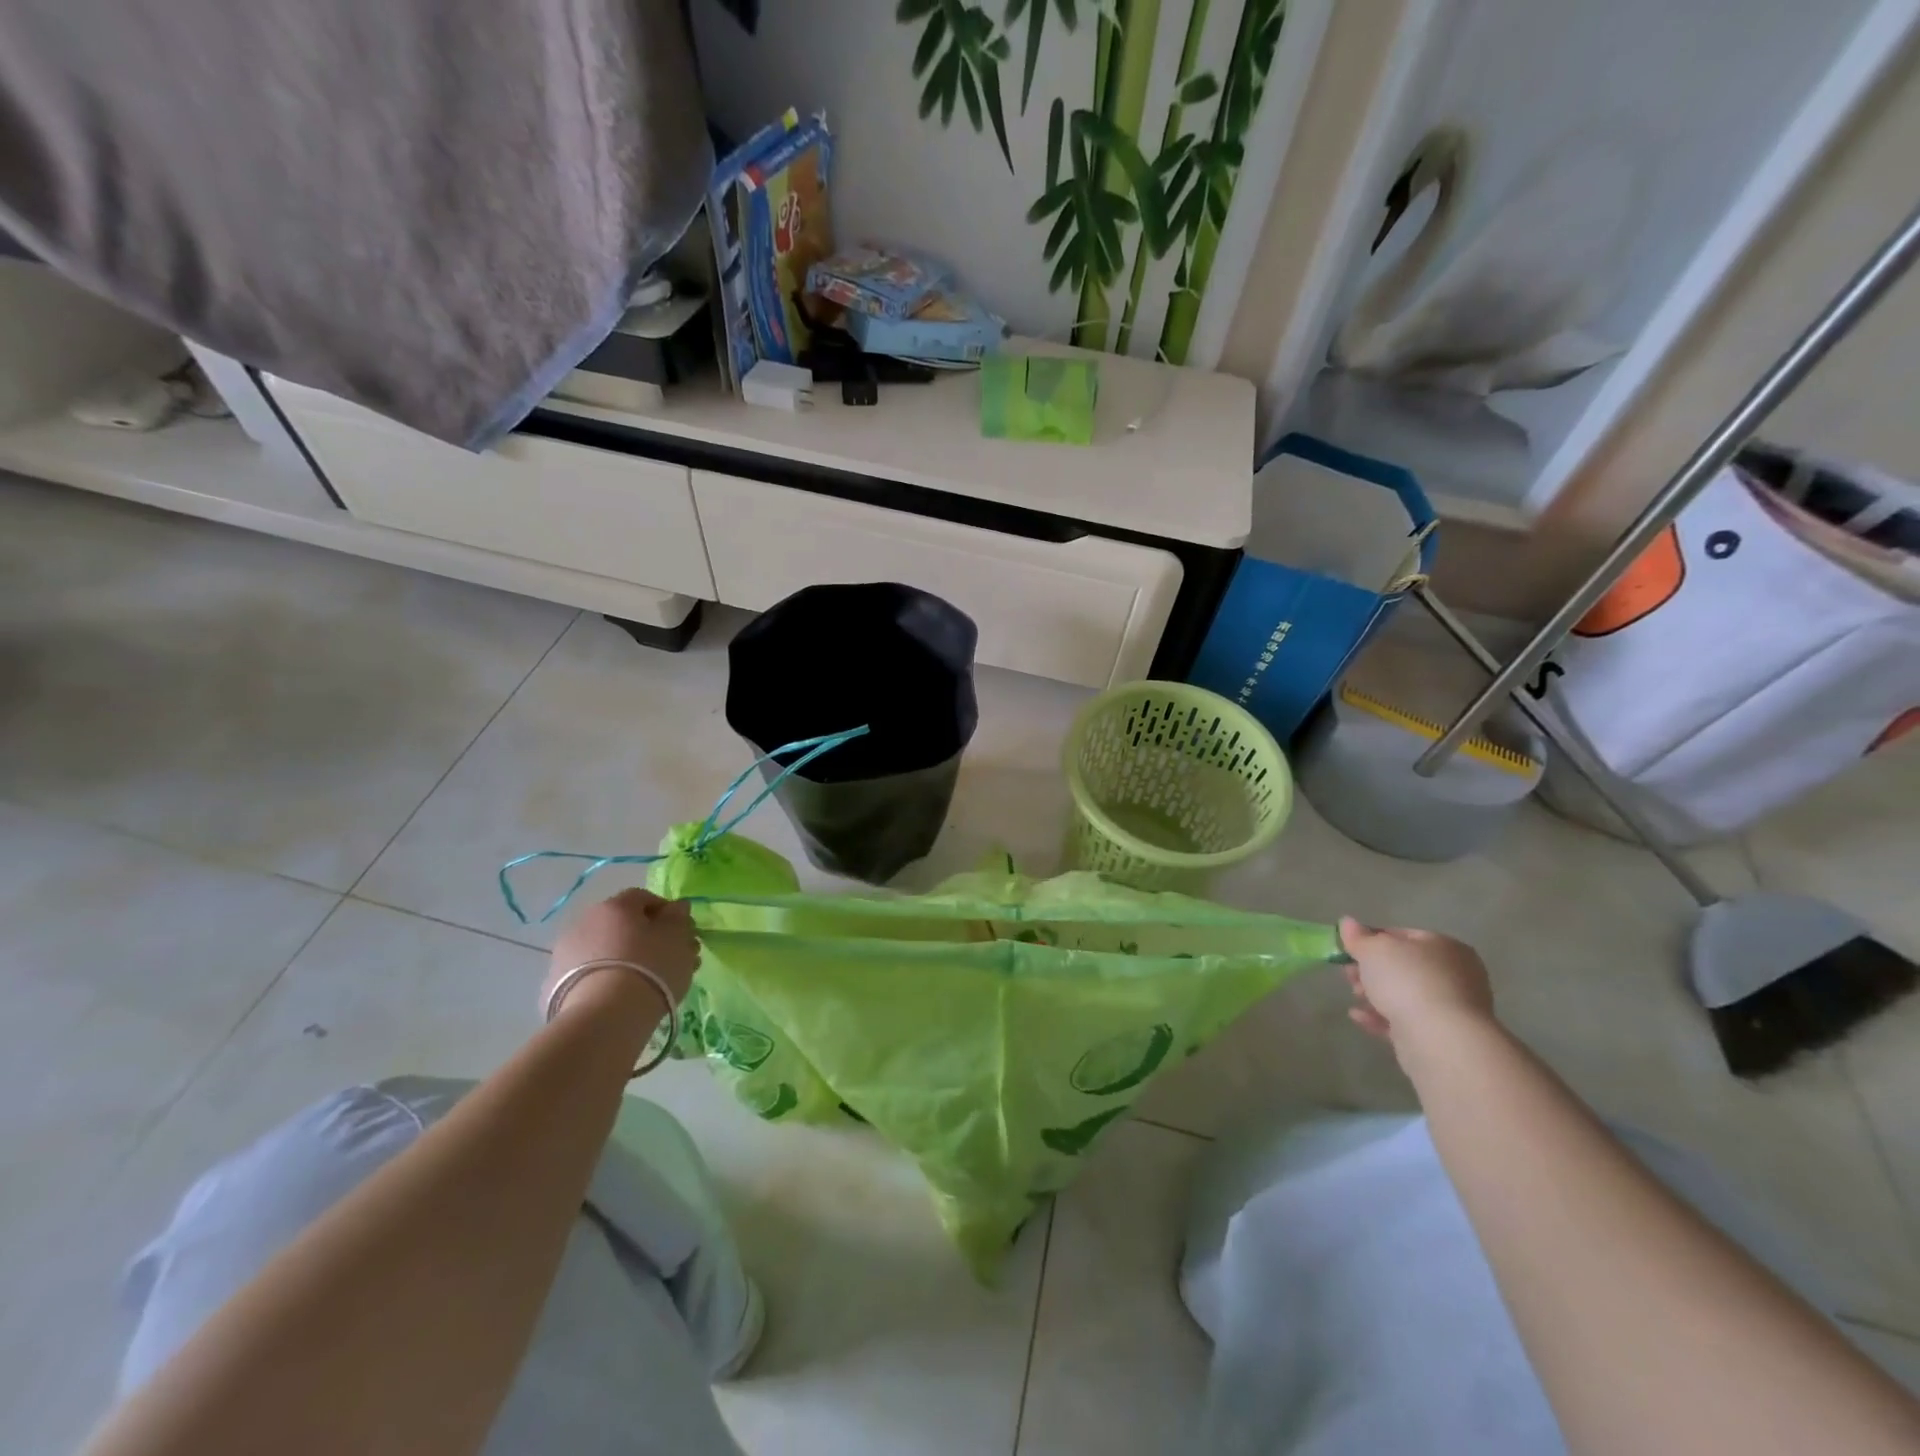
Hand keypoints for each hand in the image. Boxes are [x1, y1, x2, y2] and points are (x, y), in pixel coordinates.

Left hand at [543, 888, 700, 1019]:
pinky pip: (591, 975)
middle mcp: (585, 922)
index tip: (682, 934)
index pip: (644, 898)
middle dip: (649, 939)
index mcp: (615, 905)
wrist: (604, 1018)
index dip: (667, 913)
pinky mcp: (554, 986)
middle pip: (623, 925)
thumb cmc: (650, 967)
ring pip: (606, 950)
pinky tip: (623, 999)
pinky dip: (607, 980)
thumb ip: (678, 917)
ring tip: (649, 984)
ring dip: (628, 960)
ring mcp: (565, 954)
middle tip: (671, 961)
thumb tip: (676, 908)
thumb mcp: (677, 937)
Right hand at [1340, 917, 1494, 1054]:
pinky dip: (1381, 1016)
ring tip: (1354, 996)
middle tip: (1348, 974)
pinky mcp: (1442, 1036)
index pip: (1403, 936)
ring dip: (1374, 993)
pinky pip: (1406, 1020)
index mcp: (1445, 946)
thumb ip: (1357, 936)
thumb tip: (1347, 923)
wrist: (1440, 1039)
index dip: (1372, 940)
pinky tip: (1358, 1016)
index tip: (1349, 950)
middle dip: (1371, 970)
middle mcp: (1455, 974)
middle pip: (1403, 967)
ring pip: (1404, 994)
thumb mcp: (1373, 950)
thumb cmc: (1408, 981)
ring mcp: (1451, 1007)